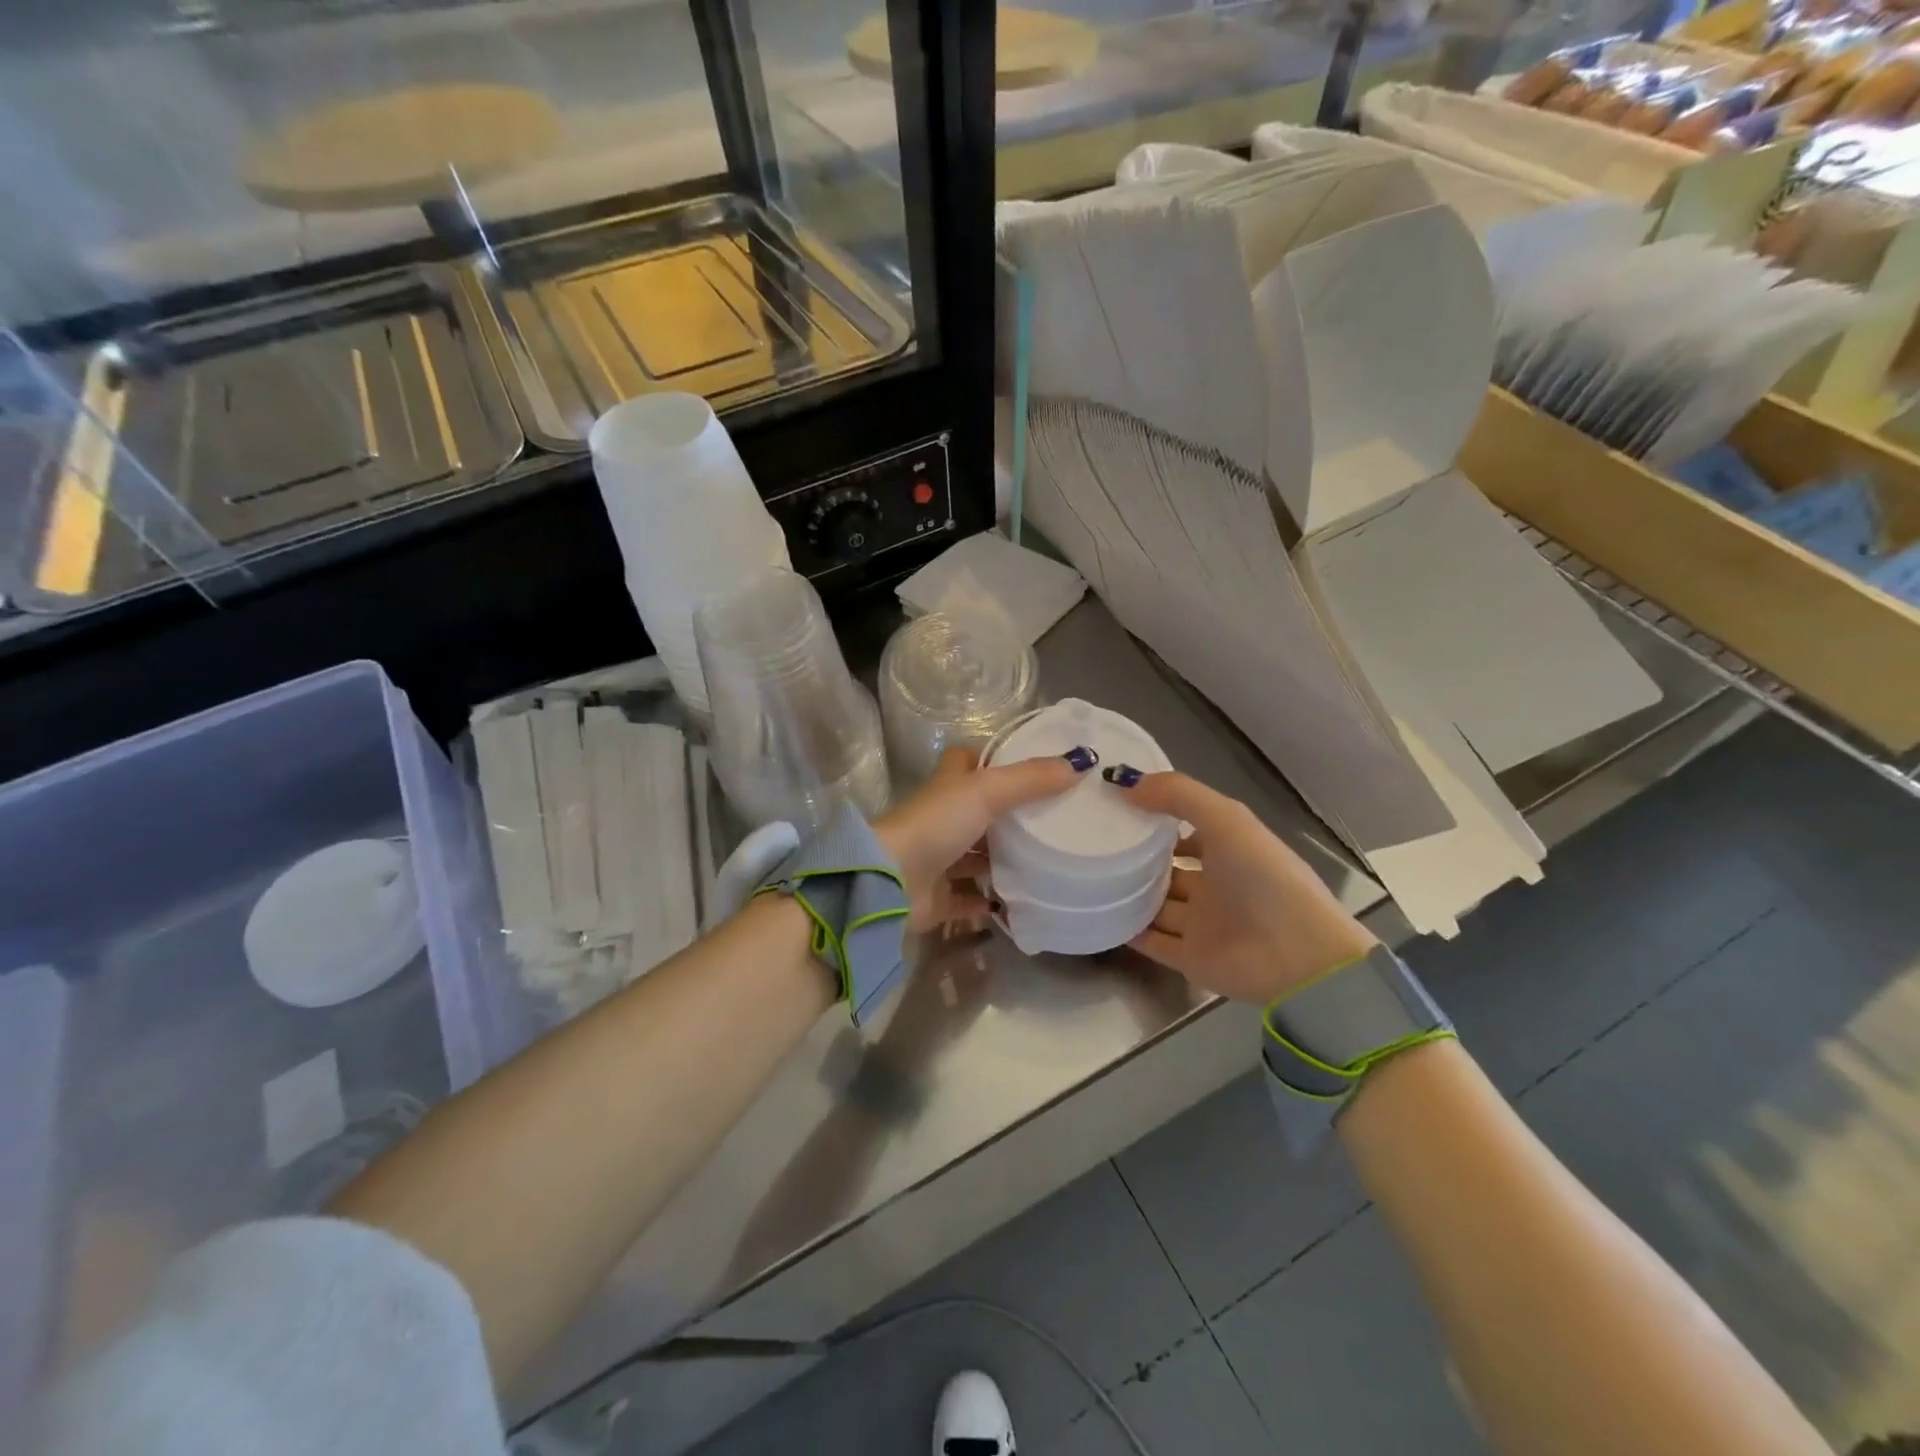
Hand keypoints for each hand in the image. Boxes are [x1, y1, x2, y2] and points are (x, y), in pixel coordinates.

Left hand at [875, 744, 1088, 929]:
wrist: (891, 883)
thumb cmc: (936, 824)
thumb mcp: (987, 791)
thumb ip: (1031, 779)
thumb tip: (1081, 762)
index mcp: (948, 786)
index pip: (970, 763)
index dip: (994, 761)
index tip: (1034, 768)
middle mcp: (942, 819)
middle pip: (978, 812)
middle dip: (1010, 816)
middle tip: (1054, 821)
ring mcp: (938, 859)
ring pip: (975, 856)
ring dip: (1002, 859)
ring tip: (1047, 862)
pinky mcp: (938, 897)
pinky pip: (969, 900)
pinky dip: (990, 902)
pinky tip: (1021, 904)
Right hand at [1110, 769, 1376, 1003]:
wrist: (1299, 958)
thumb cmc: (1265, 879)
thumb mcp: (1226, 820)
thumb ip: (1178, 795)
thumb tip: (1124, 783)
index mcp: (1230, 851)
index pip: (1187, 830)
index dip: (1156, 817)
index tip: (1115, 807)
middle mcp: (1215, 885)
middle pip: (1168, 868)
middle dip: (1137, 857)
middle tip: (1092, 842)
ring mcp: (1202, 924)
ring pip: (1157, 904)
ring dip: (1128, 892)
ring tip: (1085, 875)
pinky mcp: (1190, 958)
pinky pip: (1151, 941)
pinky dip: (1127, 930)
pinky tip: (1096, 913)